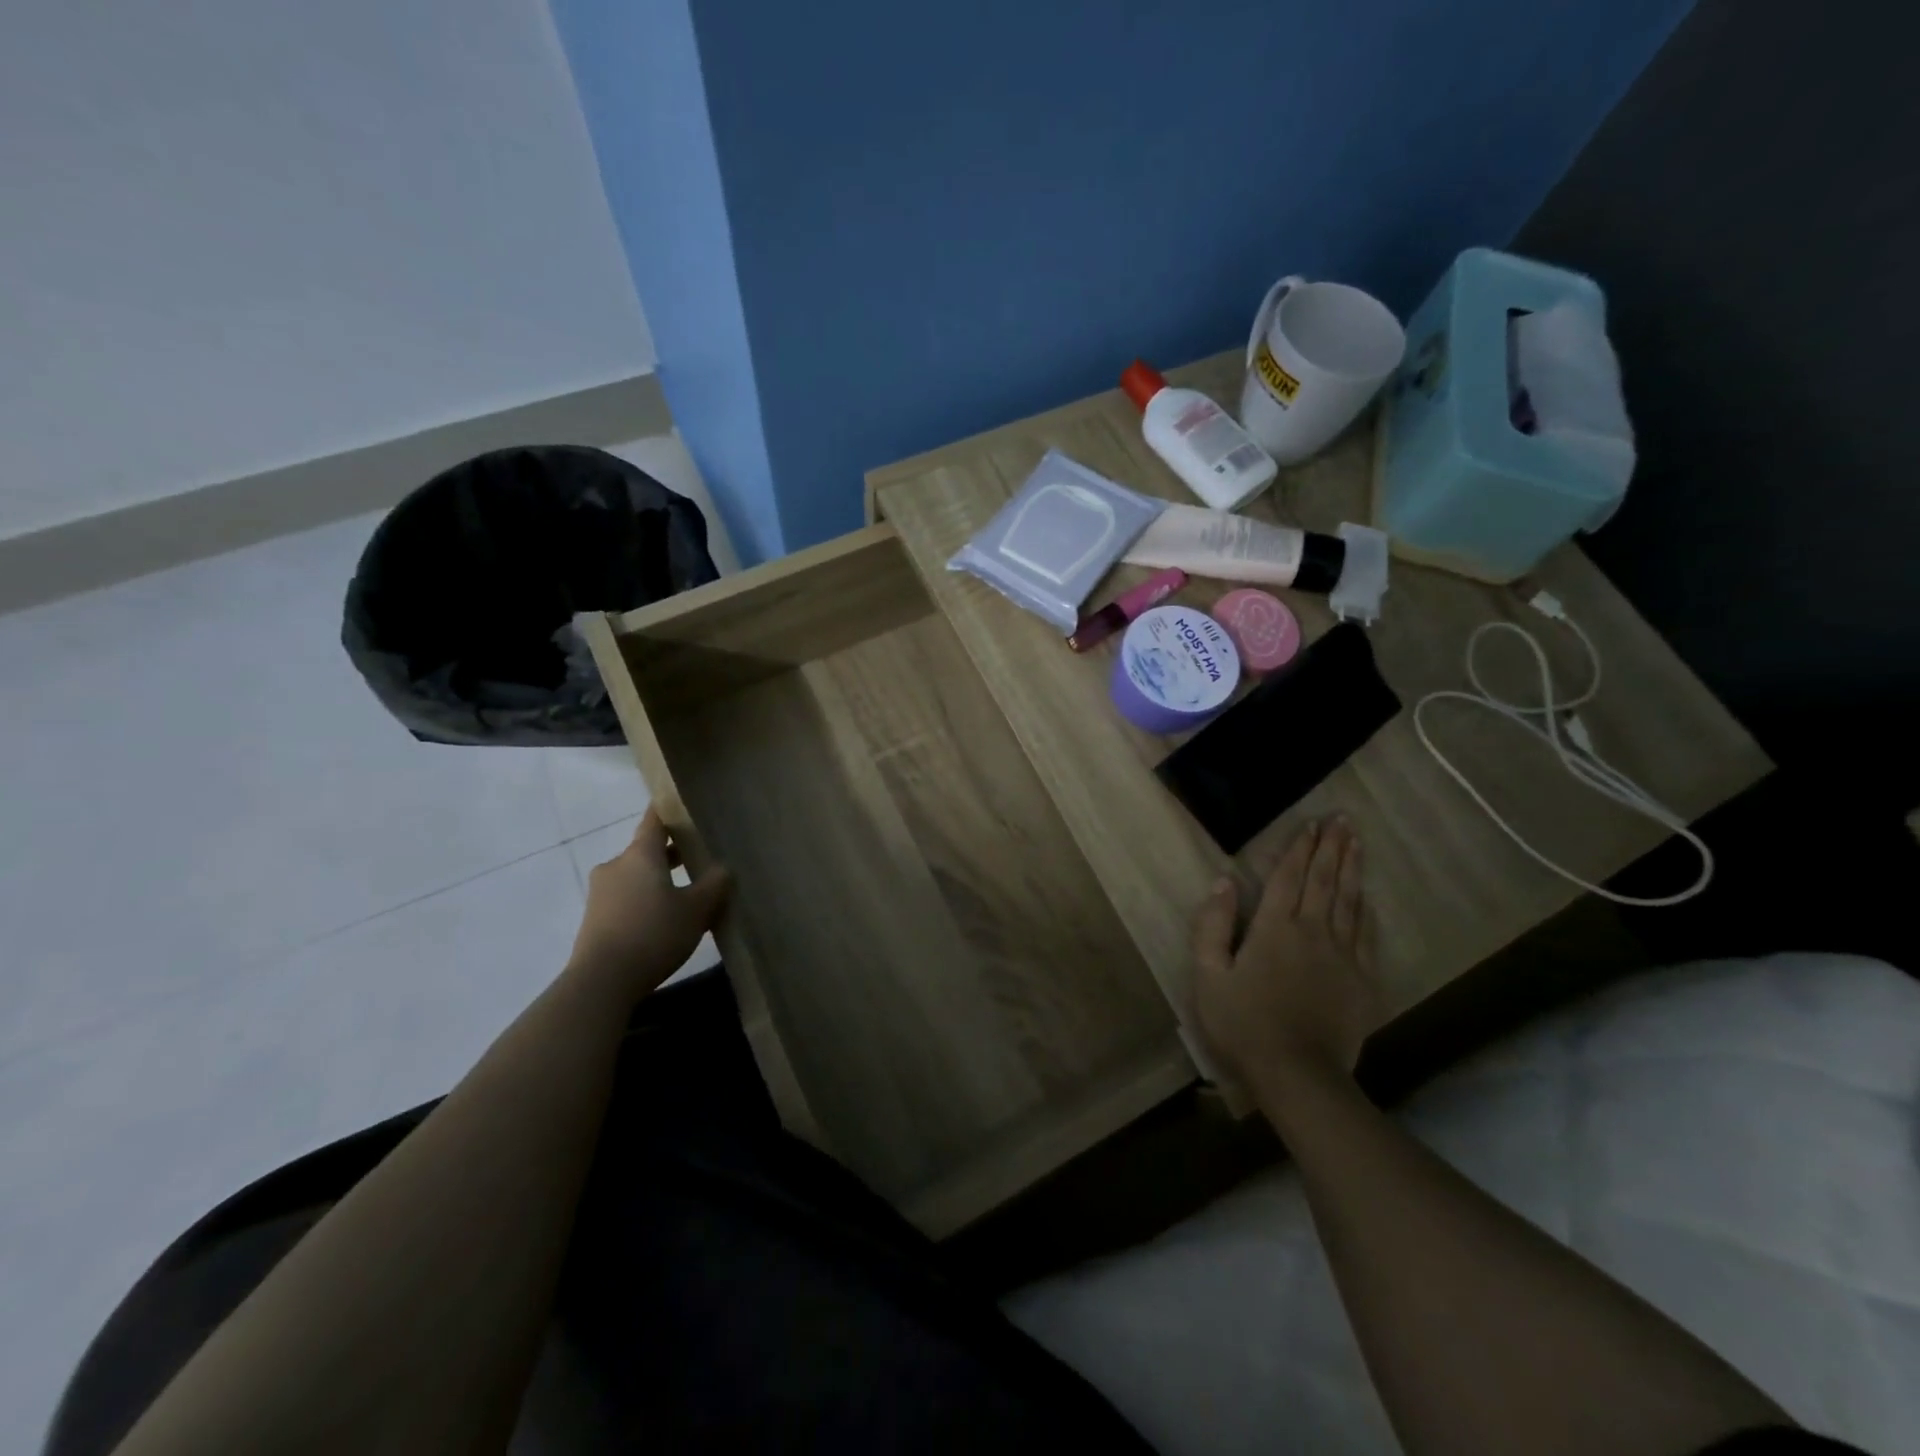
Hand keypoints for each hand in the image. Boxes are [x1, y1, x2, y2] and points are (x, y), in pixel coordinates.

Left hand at [567, 808, 730, 999]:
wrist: (601, 982)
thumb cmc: (653, 933)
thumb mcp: (697, 909)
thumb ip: (714, 884)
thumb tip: (723, 869)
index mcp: (640, 854)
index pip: (655, 820)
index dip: (670, 810)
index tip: (685, 806)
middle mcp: (616, 865)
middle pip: (647, 850)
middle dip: (672, 854)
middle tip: (699, 859)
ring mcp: (601, 893)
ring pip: (636, 876)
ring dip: (659, 881)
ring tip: (686, 897)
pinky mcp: (594, 919)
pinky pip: (626, 899)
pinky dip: (645, 902)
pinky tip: (664, 922)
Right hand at [1191, 817, 1381, 1103]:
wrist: (1298, 1075)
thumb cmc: (1243, 1023)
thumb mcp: (1208, 974)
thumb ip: (1212, 925)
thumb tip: (1224, 883)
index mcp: (1273, 928)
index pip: (1288, 877)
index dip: (1299, 848)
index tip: (1311, 823)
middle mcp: (1312, 931)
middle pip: (1324, 880)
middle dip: (1332, 847)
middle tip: (1342, 819)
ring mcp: (1342, 956)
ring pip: (1349, 901)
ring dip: (1352, 868)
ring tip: (1357, 842)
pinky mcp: (1362, 981)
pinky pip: (1366, 935)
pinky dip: (1366, 911)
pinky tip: (1367, 897)